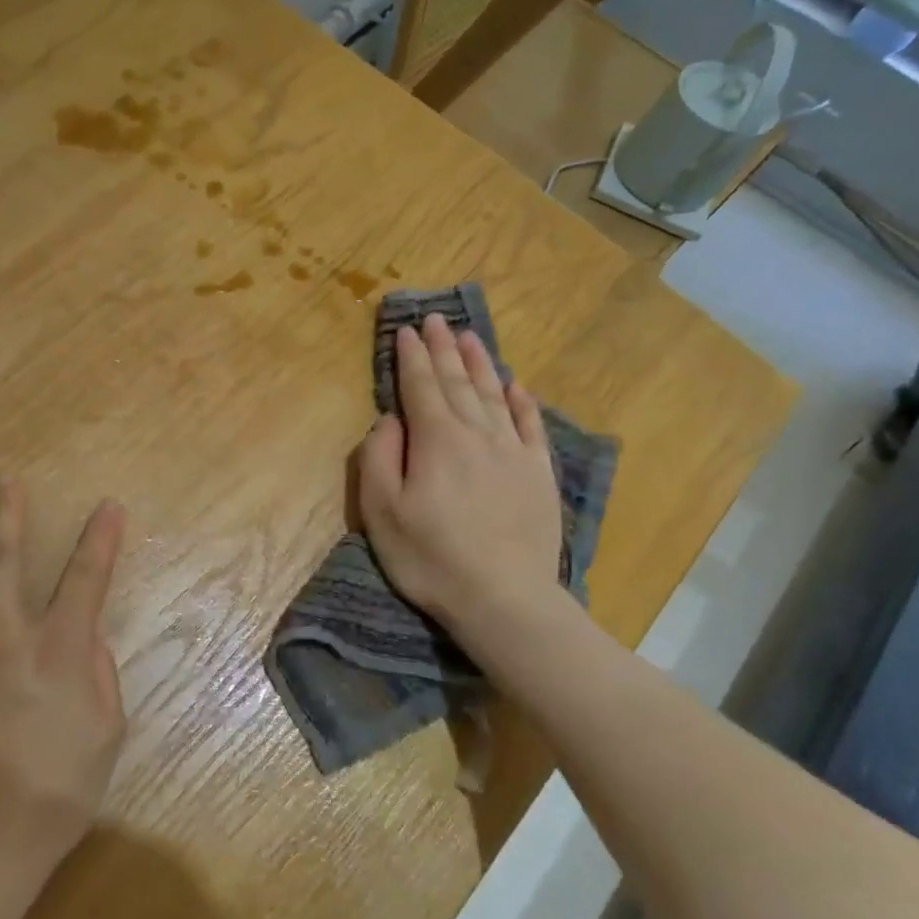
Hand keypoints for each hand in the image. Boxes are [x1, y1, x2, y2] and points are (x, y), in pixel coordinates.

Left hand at [0, 481, 127, 862]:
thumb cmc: (55, 790)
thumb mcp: (106, 733)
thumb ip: (100, 676)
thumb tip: (86, 641)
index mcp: (56, 649)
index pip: (85, 578)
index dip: (100, 538)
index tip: (108, 506)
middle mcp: (1, 638)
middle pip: (1, 561)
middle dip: (6, 515)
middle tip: (4, 483)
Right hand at [357, 314, 563, 638]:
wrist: (504, 599)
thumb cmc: (430, 557)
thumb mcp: (382, 511)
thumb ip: (380, 456)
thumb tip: (390, 419)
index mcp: (436, 439)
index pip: (419, 386)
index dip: (410, 356)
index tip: (405, 330)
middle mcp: (477, 433)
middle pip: (457, 381)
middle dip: (443, 348)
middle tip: (435, 319)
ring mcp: (513, 452)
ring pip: (495, 394)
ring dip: (480, 363)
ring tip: (469, 336)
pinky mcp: (538, 474)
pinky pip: (530, 425)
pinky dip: (522, 401)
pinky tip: (517, 385)